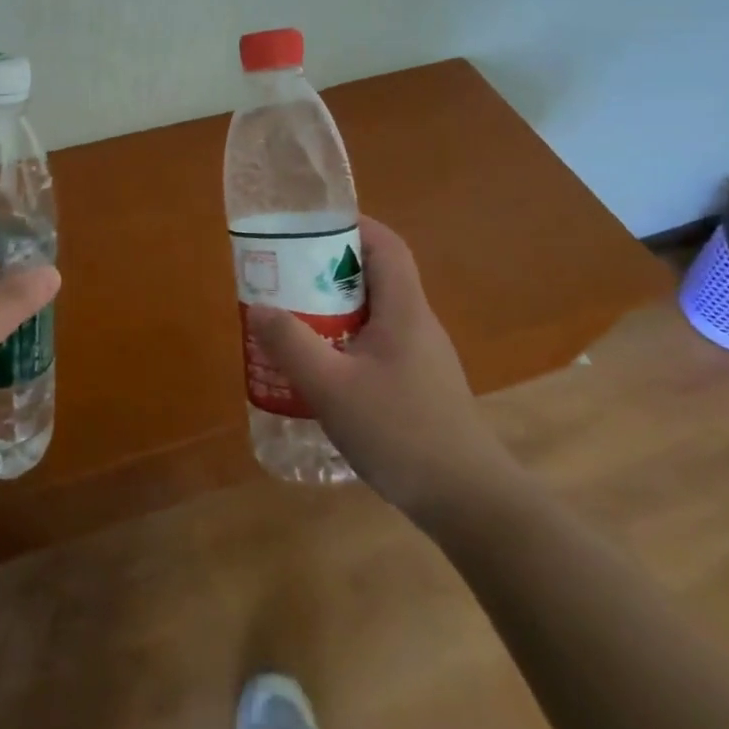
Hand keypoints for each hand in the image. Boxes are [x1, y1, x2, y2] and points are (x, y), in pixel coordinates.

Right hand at [247, 216, 521, 523]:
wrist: (469, 503)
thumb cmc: (401, 432)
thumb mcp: (331, 387)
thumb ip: (291, 344)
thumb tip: (259, 307)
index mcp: (404, 310)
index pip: (386, 246)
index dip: (352, 225)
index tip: (308, 226)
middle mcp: (416, 324)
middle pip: (375, 276)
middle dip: (327, 269)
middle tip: (284, 276)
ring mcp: (420, 357)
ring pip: (372, 313)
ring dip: (332, 308)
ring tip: (290, 319)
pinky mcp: (417, 385)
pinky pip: (374, 344)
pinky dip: (342, 341)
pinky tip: (318, 370)